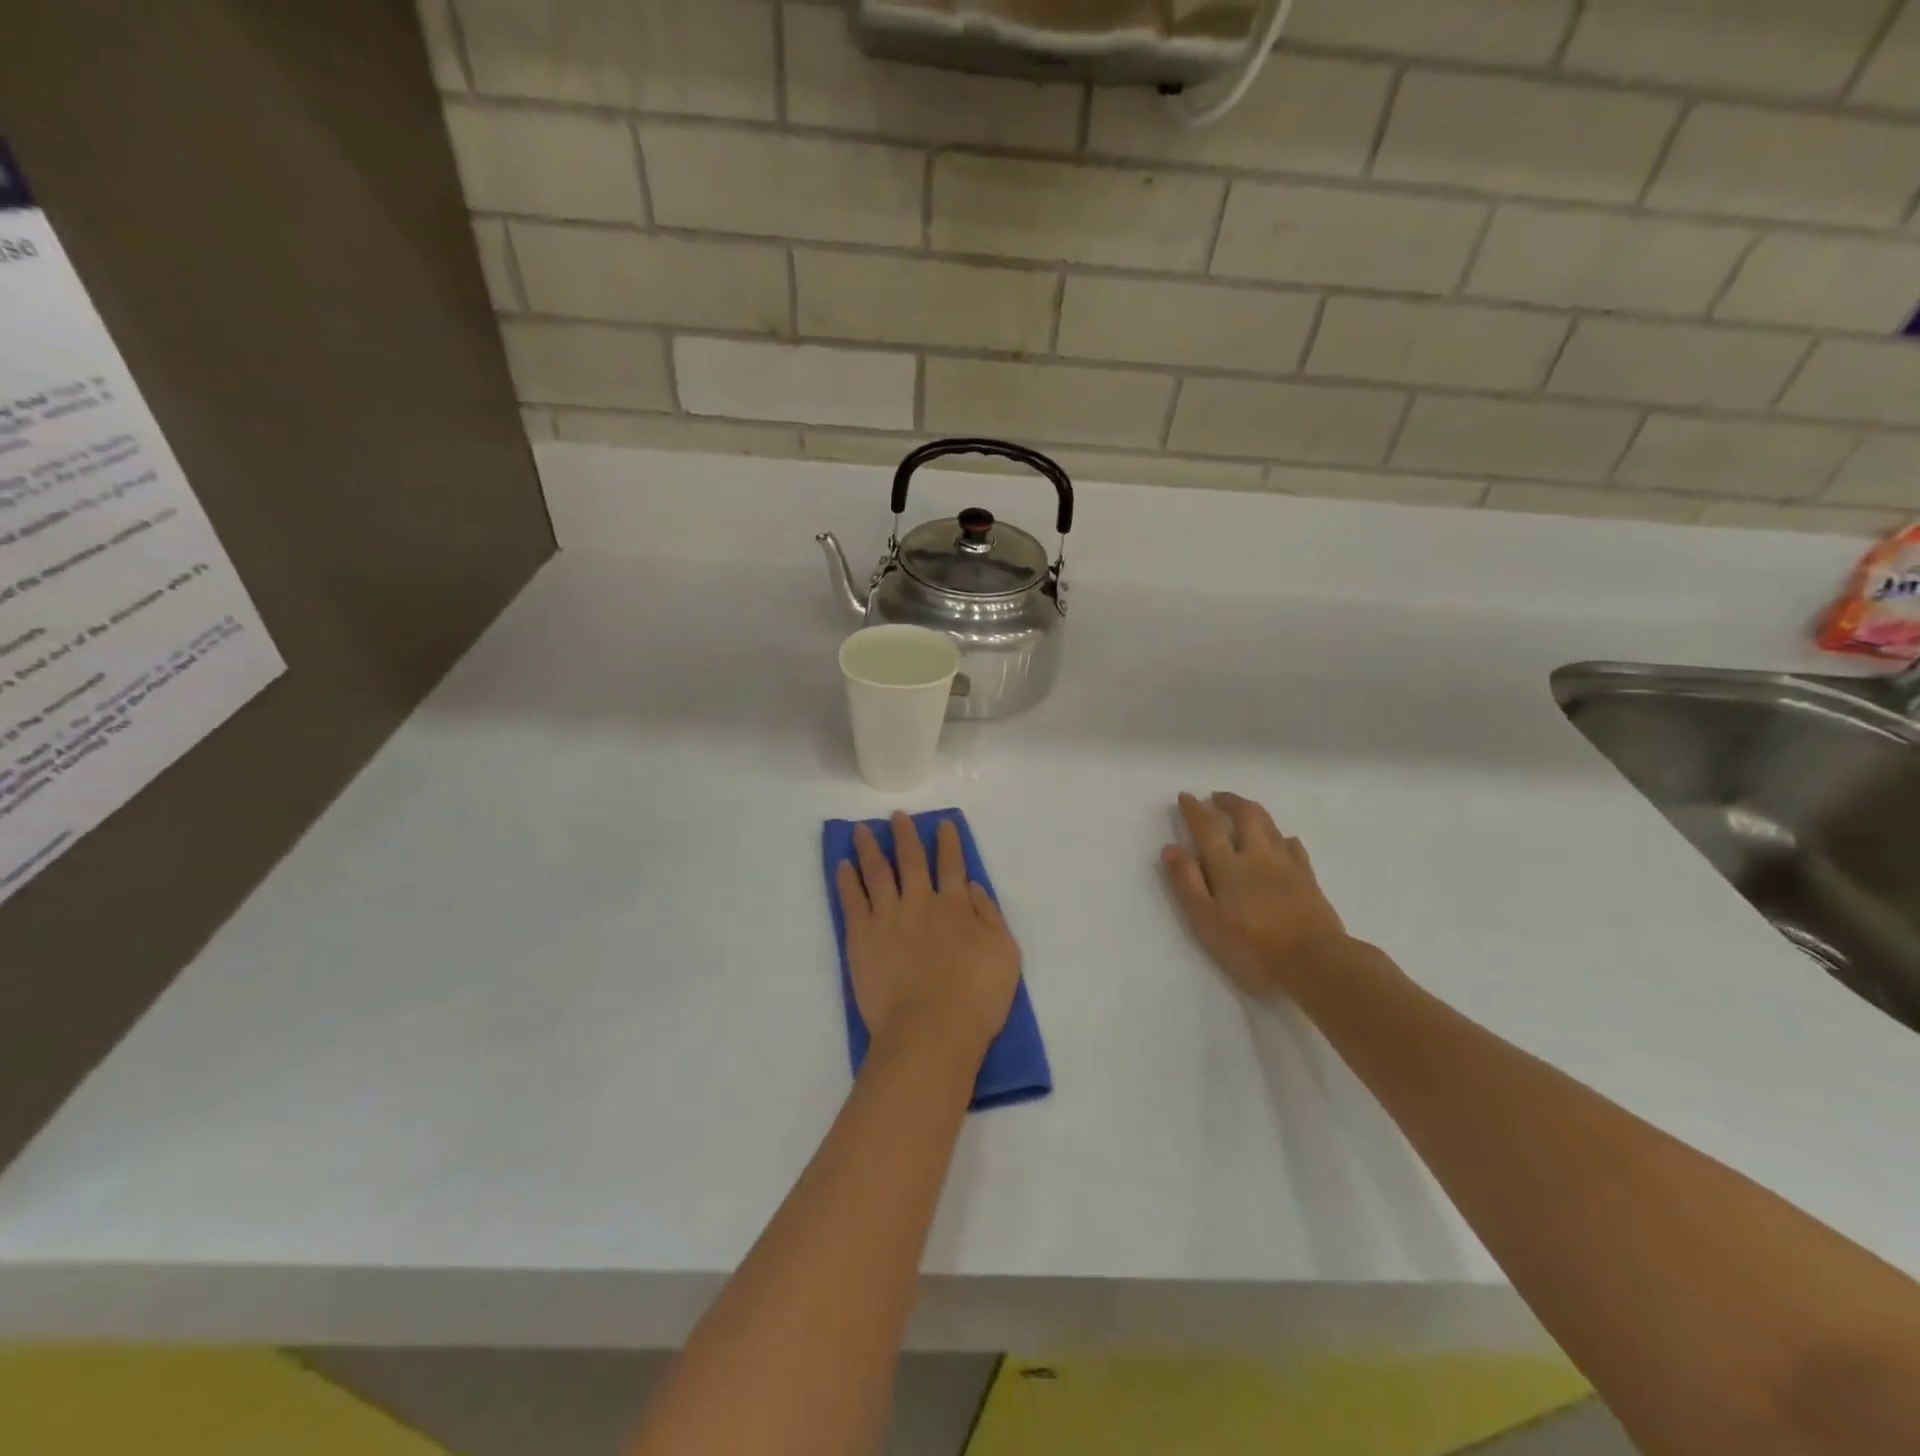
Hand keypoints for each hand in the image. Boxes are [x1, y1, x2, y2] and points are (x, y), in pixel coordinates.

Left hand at [836, 813, 1021, 1062]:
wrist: (931, 1031)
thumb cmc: (976, 998)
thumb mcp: (1005, 954)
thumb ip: (990, 916)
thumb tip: (972, 887)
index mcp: (955, 906)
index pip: (951, 864)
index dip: (948, 842)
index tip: (942, 823)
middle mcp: (920, 902)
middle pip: (910, 860)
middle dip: (905, 835)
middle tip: (897, 816)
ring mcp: (888, 917)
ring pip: (877, 872)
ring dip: (870, 848)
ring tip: (861, 830)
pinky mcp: (861, 937)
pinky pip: (852, 900)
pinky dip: (847, 880)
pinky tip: (842, 865)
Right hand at [1161, 792, 1355, 1000]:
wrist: (1315, 962)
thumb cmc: (1253, 947)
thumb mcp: (1207, 921)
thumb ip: (1187, 883)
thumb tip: (1171, 848)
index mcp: (1229, 866)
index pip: (1208, 828)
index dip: (1195, 810)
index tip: (1185, 797)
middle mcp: (1258, 856)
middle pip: (1246, 816)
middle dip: (1229, 802)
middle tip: (1217, 797)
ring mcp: (1287, 865)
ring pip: (1271, 826)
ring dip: (1254, 812)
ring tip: (1244, 810)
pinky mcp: (1308, 879)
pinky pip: (1294, 847)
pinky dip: (1283, 837)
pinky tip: (1282, 841)